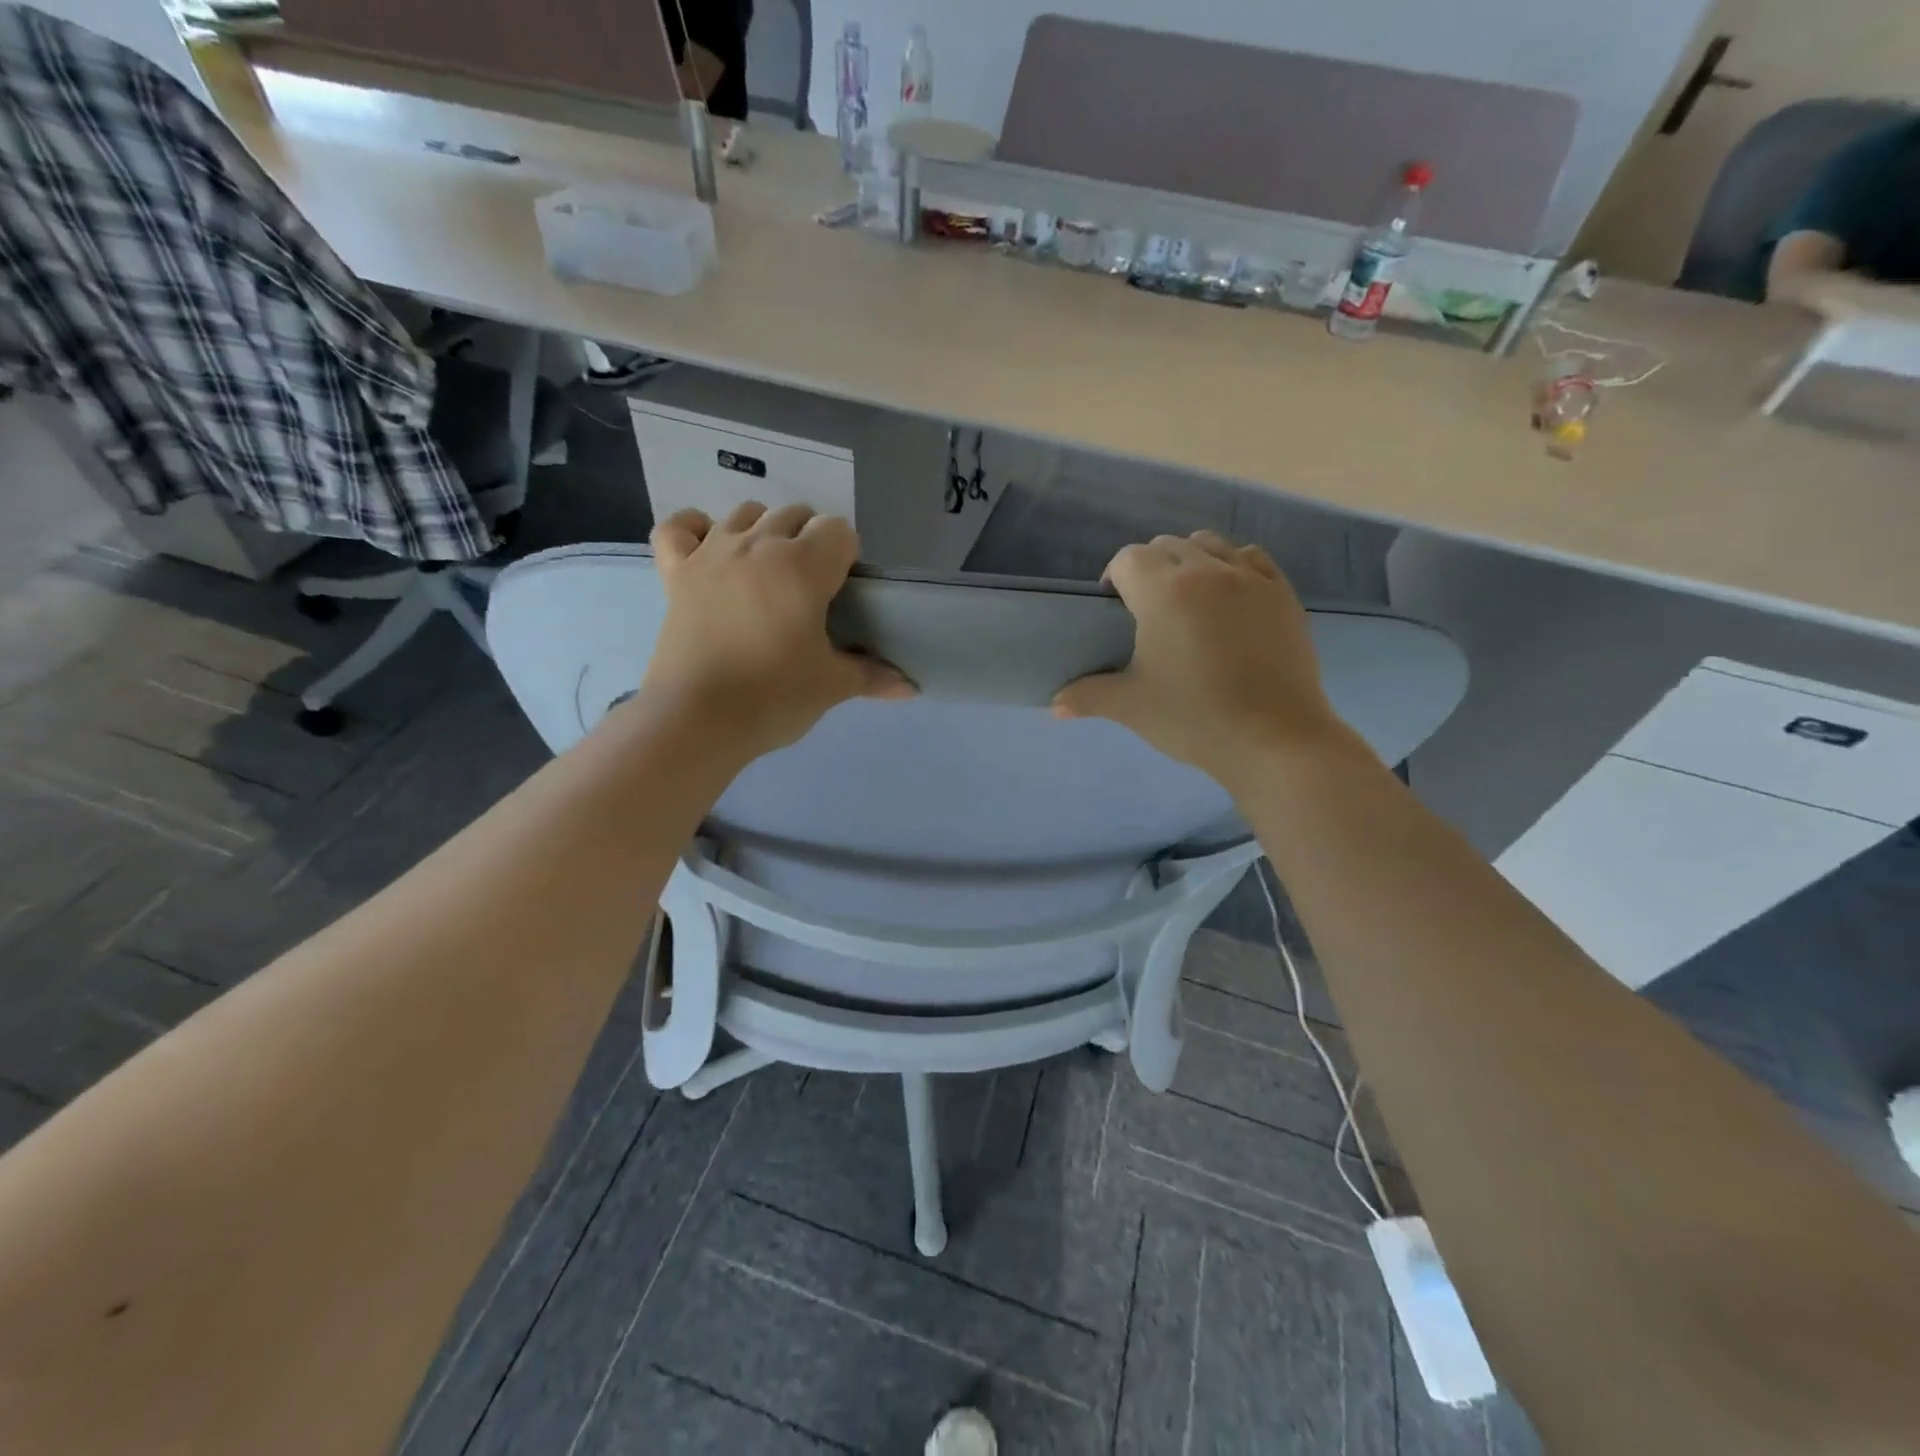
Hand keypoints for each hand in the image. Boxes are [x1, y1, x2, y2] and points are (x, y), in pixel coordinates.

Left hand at [636, 503, 912, 758]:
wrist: (697, 720)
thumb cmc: (774, 697)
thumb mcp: (831, 686)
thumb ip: (872, 676)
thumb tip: (911, 687)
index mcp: (803, 567)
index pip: (838, 530)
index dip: (847, 555)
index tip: (843, 591)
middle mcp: (757, 545)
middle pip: (795, 515)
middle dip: (810, 541)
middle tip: (810, 589)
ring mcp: (711, 554)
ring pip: (745, 513)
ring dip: (764, 531)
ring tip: (768, 572)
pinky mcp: (675, 573)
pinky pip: (678, 527)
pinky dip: (695, 529)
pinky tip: (709, 548)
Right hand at [1053, 531, 1345, 786]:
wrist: (1274, 738)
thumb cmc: (1193, 718)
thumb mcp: (1131, 707)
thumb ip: (1088, 697)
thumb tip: (1055, 706)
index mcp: (1163, 592)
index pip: (1128, 558)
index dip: (1114, 577)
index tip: (1113, 607)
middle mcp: (1206, 570)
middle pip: (1167, 544)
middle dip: (1150, 566)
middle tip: (1146, 608)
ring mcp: (1250, 578)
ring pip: (1210, 543)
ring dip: (1190, 559)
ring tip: (1188, 597)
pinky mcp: (1282, 594)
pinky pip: (1251, 557)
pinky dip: (1233, 565)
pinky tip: (1230, 595)